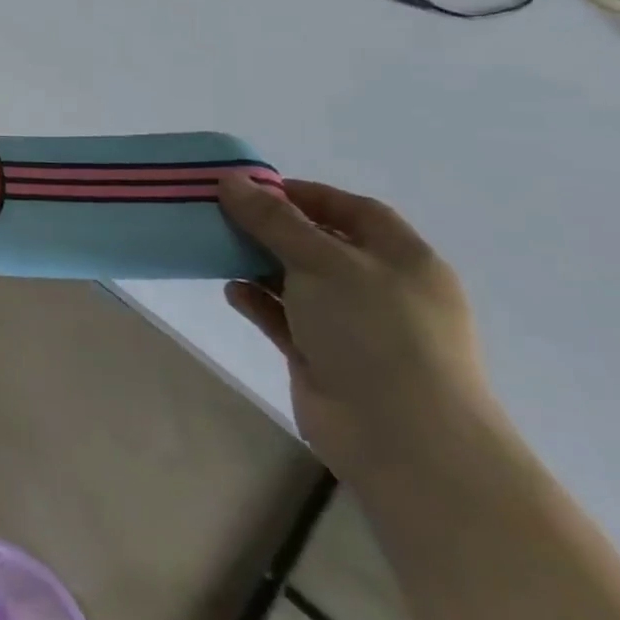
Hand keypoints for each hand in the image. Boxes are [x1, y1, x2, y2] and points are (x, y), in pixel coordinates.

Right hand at [216, 174, 495, 481]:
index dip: (306, 194)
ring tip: (215, 248)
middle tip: (221, 214)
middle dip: (272, 228)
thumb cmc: (376, 333)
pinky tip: (231, 291)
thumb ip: (274, 220)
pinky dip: (258, 301)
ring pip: (298, 281)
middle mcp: (381, 289)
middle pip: (320, 244)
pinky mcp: (323, 357)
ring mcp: (353, 326)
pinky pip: (284, 317)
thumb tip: (231, 180)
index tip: (252, 187)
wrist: (404, 439)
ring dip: (259, 264)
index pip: (354, 211)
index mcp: (402, 260)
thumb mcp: (323, 262)